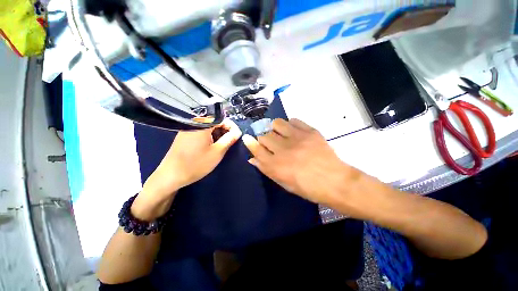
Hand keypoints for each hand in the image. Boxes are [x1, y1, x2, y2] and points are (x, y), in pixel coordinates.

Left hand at [142, 119, 241, 197]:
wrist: (171, 175)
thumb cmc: (197, 163)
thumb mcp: (217, 152)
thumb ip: (229, 139)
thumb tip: (238, 131)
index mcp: (202, 124)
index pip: (222, 118)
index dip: (231, 126)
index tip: (236, 136)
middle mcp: (194, 122)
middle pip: (215, 121)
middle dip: (225, 130)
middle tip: (229, 142)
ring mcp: (188, 128)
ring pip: (208, 126)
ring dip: (217, 134)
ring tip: (221, 146)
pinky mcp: (185, 135)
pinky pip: (201, 131)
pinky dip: (209, 136)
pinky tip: (211, 146)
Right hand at [242, 119, 360, 204]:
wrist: (335, 181)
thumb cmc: (308, 187)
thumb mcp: (284, 183)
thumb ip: (266, 169)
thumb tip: (252, 159)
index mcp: (276, 165)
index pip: (257, 149)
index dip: (250, 143)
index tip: (247, 137)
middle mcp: (283, 150)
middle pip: (265, 136)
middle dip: (264, 139)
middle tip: (272, 143)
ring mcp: (297, 138)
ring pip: (277, 123)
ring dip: (275, 128)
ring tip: (281, 134)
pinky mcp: (310, 131)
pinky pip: (294, 120)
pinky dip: (291, 124)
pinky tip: (294, 131)